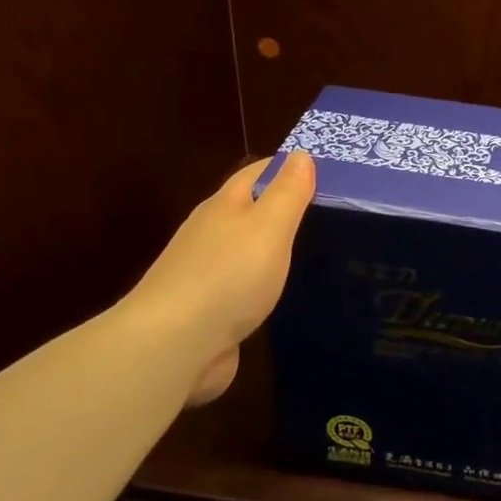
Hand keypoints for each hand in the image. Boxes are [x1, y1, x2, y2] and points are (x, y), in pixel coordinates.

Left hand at [118, 151, 316, 407]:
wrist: (172, 346)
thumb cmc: (227, 276)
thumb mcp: (269, 227)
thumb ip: (287, 193)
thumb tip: (300, 154)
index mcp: (223, 207)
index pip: (257, 173)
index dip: (286, 167)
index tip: (324, 170)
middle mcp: (209, 235)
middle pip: (248, 211)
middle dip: (281, 208)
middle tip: (328, 213)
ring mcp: (204, 275)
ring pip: (244, 252)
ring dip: (271, 249)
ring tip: (312, 253)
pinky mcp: (207, 313)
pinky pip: (242, 289)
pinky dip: (262, 286)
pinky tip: (282, 295)